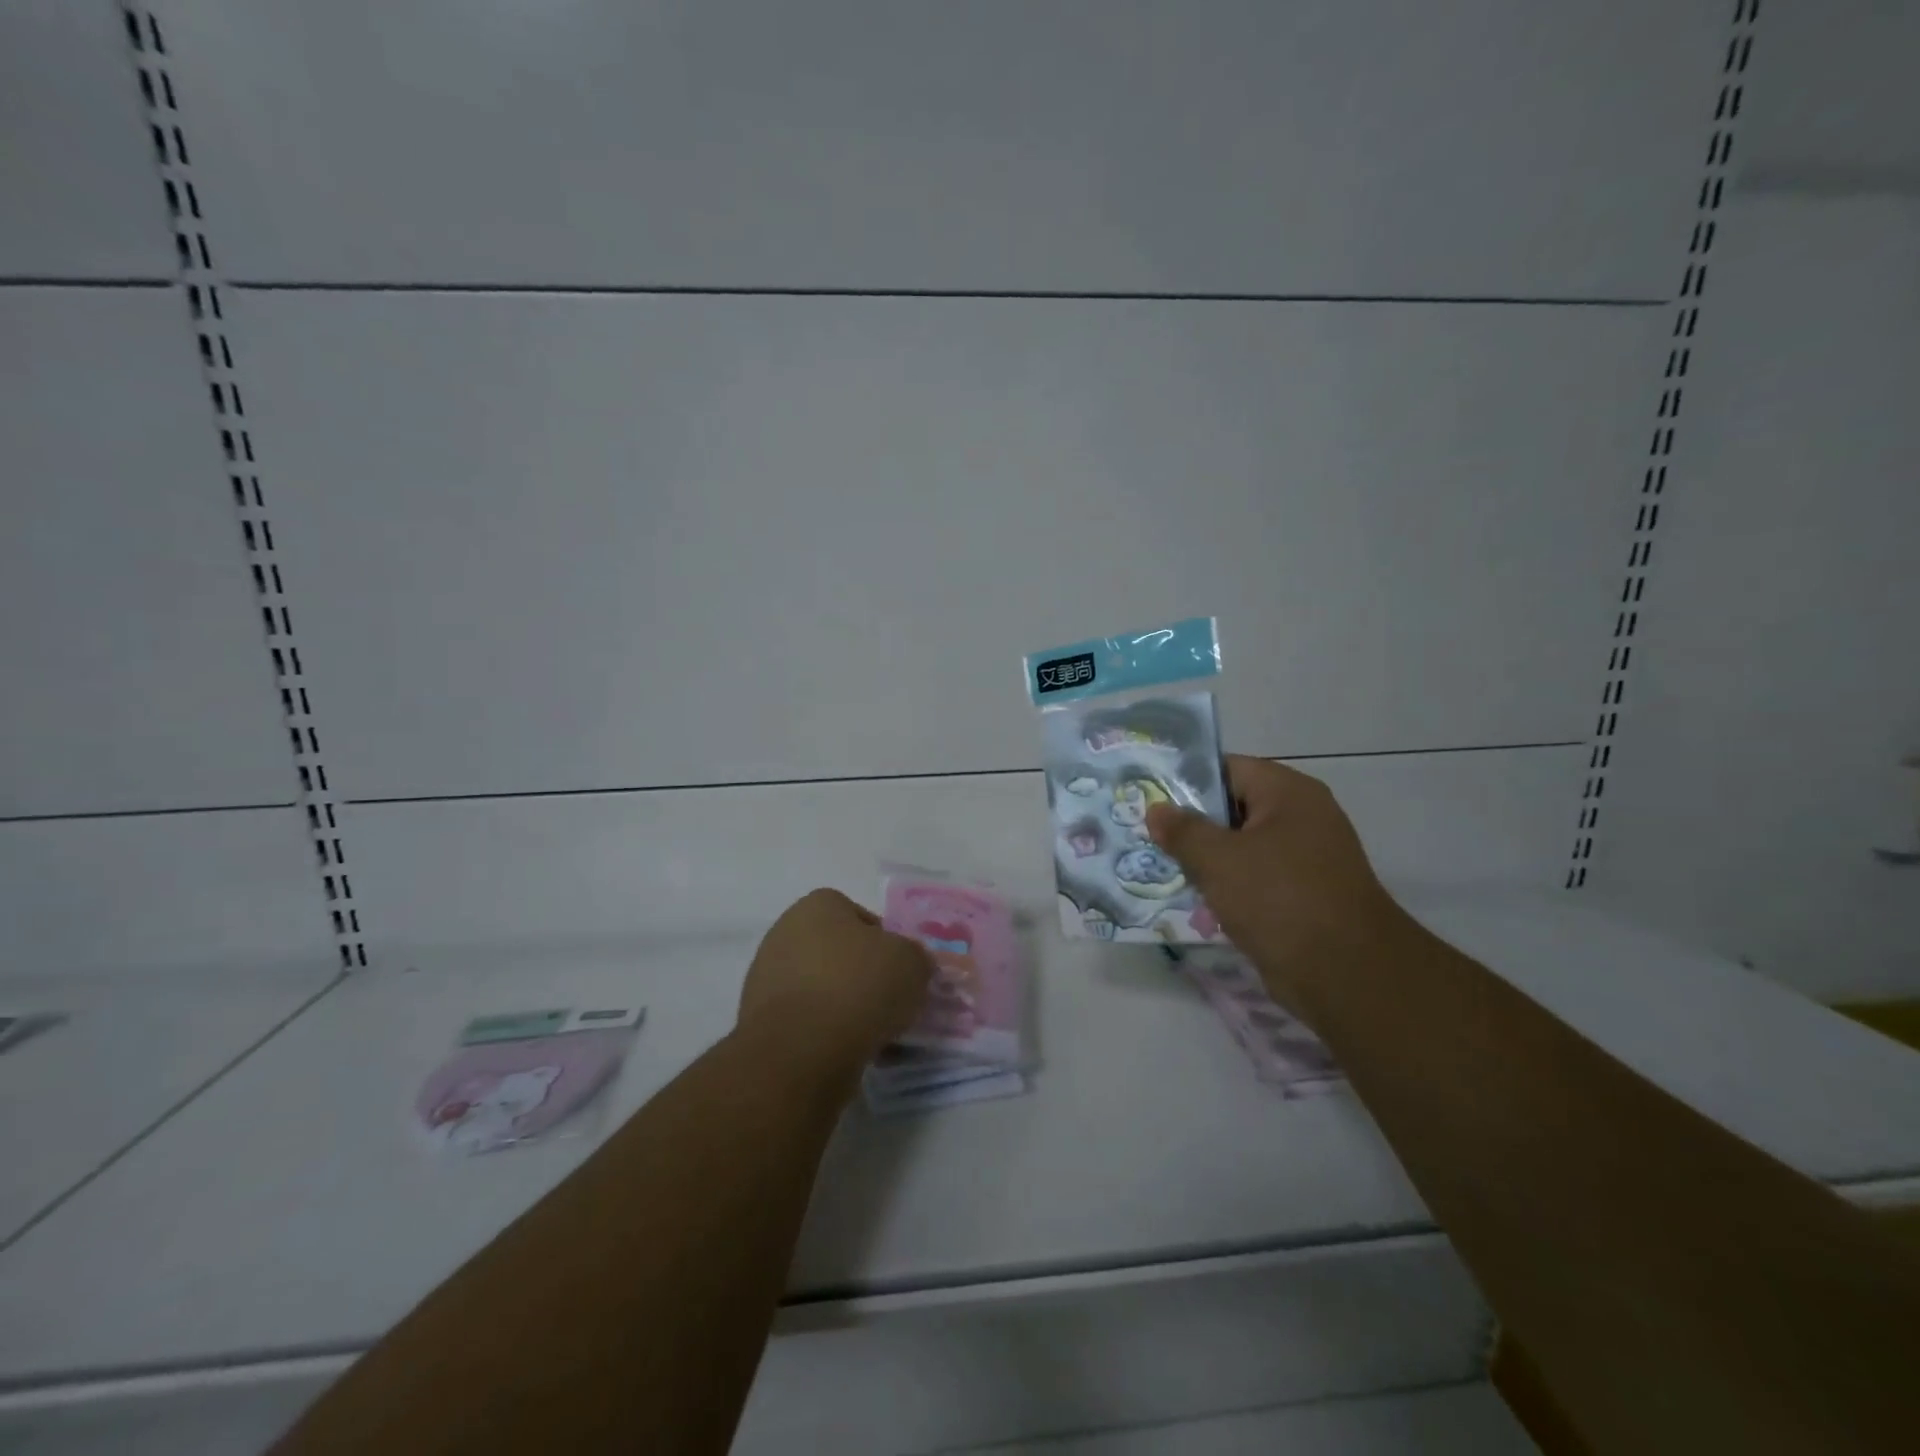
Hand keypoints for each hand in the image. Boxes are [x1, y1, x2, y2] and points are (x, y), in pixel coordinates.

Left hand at [737, 889, 933, 1076]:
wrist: (801, 1051)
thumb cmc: (859, 987)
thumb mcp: (912, 962)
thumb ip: (914, 958)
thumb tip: (909, 966)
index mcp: (818, 905)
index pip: (860, 916)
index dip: (884, 943)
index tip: (899, 971)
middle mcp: (785, 932)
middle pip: (837, 952)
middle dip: (861, 975)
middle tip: (888, 1003)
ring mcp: (766, 977)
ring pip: (820, 989)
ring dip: (843, 1006)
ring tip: (871, 1034)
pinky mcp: (757, 1021)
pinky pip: (804, 1021)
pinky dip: (824, 1034)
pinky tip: (845, 1052)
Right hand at [1147, 756, 1410, 1015]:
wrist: (1346, 975)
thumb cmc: (1279, 899)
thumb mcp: (1218, 859)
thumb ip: (1182, 831)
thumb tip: (1156, 810)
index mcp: (1288, 792)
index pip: (1227, 769)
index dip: (1186, 781)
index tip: (1149, 799)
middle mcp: (1302, 817)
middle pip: (1234, 808)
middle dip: (1193, 826)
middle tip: (1150, 837)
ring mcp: (1306, 858)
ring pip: (1242, 848)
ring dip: (1208, 861)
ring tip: (1166, 870)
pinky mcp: (1304, 895)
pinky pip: (1256, 880)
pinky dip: (1229, 888)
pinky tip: (1198, 902)